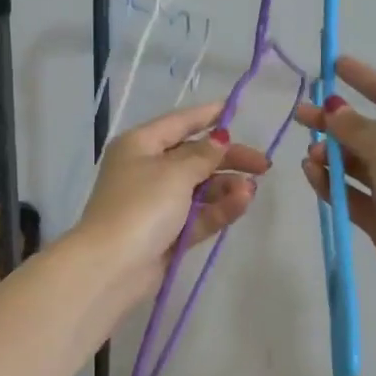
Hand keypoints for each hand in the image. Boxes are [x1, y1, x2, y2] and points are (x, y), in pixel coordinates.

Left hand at [74, 100, 271, 302]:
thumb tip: (220, 139)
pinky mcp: (169, 233)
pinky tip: (242, 203)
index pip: (179, 123)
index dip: (207, 116)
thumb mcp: (175, 173)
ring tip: (250, 191)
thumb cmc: (141, 206)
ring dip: (227, 187)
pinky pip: (199, 214)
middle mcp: (148, 170)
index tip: (236, 109)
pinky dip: (220, 208)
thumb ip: (203, 155)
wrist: (112, 266)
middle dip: (229, 159)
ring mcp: (158, 203)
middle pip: (195, 157)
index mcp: (140, 145)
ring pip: (201, 188)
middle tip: (263, 165)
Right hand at [294, 56, 375, 304]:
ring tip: (309, 155)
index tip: (335, 63)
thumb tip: (334, 110)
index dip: (362, 78)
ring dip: (331, 156)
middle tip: (300, 114)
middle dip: (333, 122)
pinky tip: (311, 174)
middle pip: (365, 130)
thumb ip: (355, 130)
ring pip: (355, 163)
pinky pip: (350, 192)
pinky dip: (331, 183)